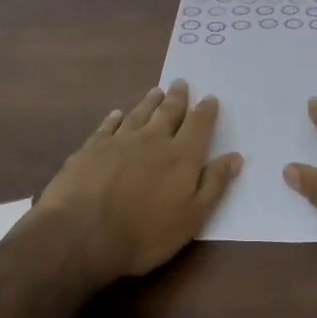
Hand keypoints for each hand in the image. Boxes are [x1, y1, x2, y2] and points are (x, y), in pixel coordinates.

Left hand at [30, 80, 241, 281]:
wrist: (81, 234)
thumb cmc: (144, 234)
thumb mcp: (191, 218)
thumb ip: (214, 184)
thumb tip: (235, 157)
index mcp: (181, 156)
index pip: (198, 125)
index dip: (206, 111)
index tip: (210, 98)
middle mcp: (152, 139)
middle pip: (168, 112)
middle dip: (177, 97)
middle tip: (181, 83)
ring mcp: (119, 141)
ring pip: (139, 113)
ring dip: (149, 102)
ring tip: (156, 91)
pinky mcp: (91, 148)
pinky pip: (107, 126)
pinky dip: (115, 117)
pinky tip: (117, 113)